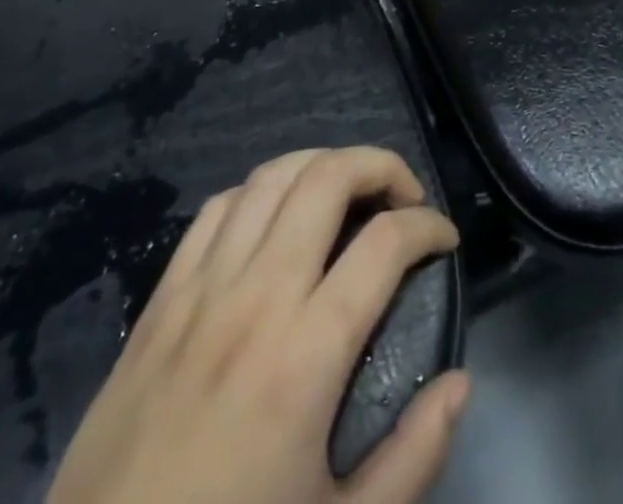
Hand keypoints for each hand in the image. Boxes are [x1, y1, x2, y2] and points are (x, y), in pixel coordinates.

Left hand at [49, 147, 468, 503]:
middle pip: (328, 178)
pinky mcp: (162, 296)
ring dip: (323, 165)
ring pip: (272, 176)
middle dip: (381, 167)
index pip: (386, 243)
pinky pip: (219, 207)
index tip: (446, 241)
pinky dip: (261, 190)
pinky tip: (277, 218)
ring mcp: (203, 288)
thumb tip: (461, 382)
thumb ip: (413, 458)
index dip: (430, 227)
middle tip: (405, 197)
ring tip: (349, 193)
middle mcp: (258, 296)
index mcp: (306, 354)